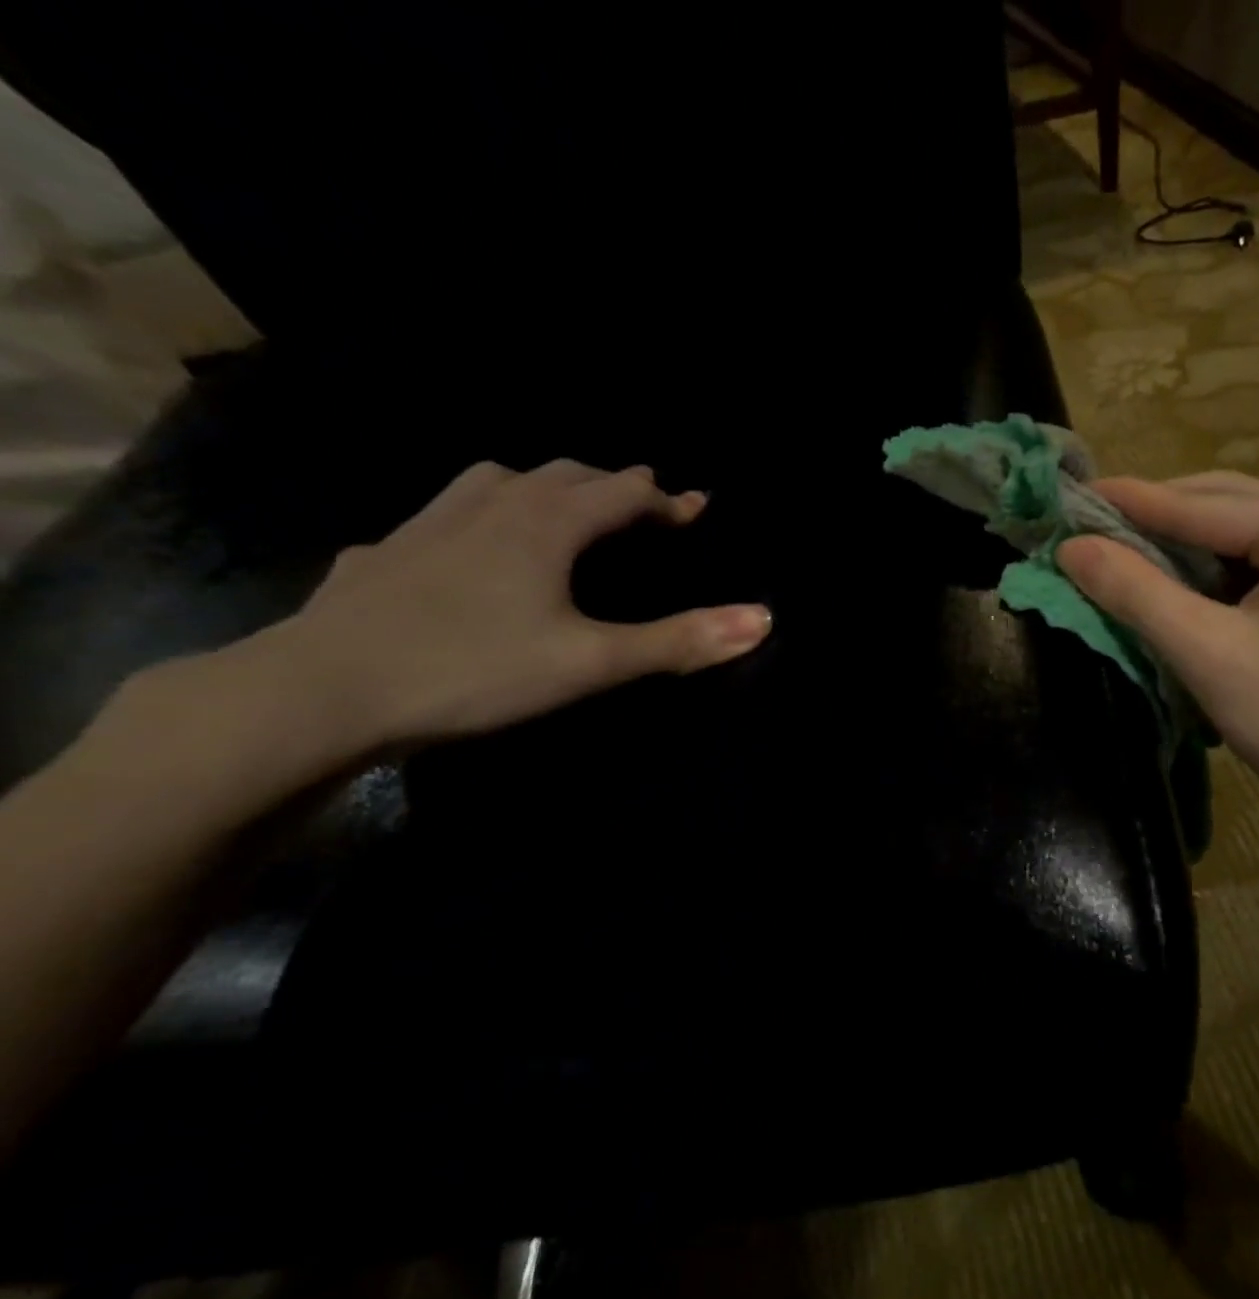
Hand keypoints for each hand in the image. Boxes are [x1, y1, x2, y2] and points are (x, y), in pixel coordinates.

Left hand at [241, 458, 769, 755]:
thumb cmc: (474, 671)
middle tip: (643, 503)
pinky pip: (448, 512)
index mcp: (545, 523)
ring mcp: (430, 523)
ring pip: (499, 480)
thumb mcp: (592, 663)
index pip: (622, 494)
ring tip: (562, 505)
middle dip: (613, 486)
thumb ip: (677, 642)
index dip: (667, 501)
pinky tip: (471, 545)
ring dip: (545, 485)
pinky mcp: (387, 551)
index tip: (699, 508)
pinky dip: (483, 514)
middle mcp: (490, 505)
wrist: (323, 690)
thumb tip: (762, 619)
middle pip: (565, 475)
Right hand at [1056, 472, 1258, 832]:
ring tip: (1124, 552)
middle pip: (1226, 505)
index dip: (1130, 502)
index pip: (1202, 504)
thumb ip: (1135, 591)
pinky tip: (1180, 581)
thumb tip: (1071, 547)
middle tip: (1092, 528)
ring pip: (1242, 530)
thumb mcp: (1204, 653)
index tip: (1072, 498)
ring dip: (1183, 542)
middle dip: (1157, 518)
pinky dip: (1215, 567)